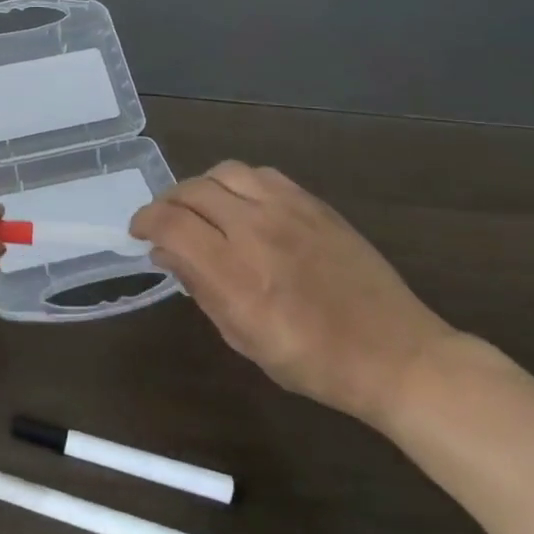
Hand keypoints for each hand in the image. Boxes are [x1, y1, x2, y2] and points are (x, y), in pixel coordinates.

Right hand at [131, 162, 456, 426]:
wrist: (395, 354)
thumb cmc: (313, 362)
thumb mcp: (244, 339)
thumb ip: (200, 288)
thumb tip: (164, 253)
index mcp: (237, 275)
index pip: (171, 225)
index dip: (145, 221)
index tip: (139, 232)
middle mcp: (257, 231)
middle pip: (192, 191)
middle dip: (167, 204)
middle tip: (165, 223)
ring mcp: (288, 211)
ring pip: (224, 172)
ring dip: (201, 187)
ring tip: (202, 208)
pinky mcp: (313, 203)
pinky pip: (261, 174)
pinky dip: (238, 183)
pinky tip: (242, 204)